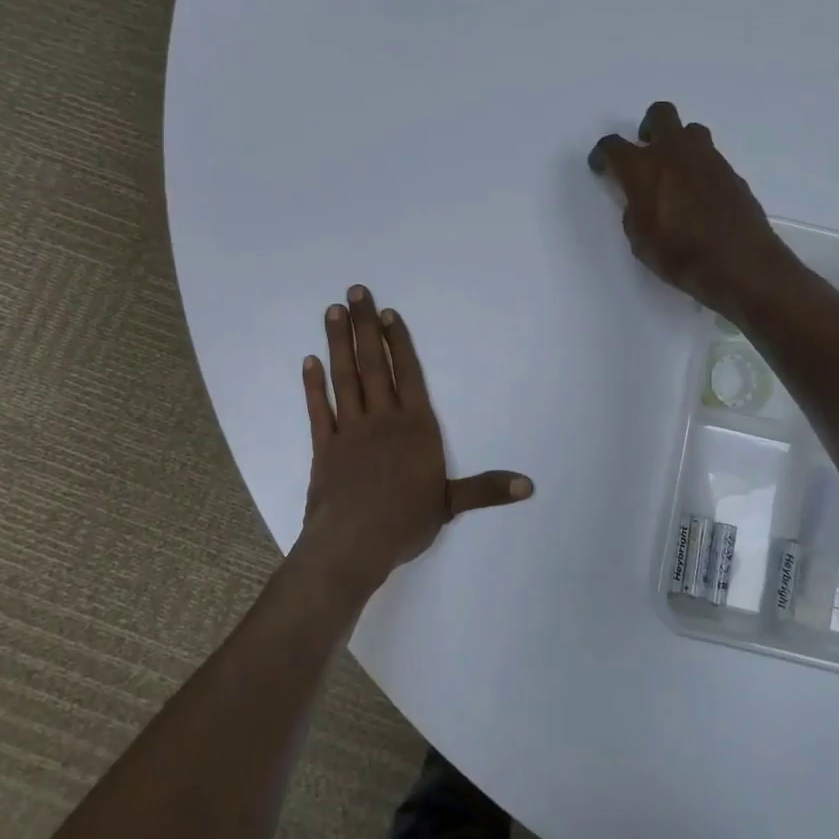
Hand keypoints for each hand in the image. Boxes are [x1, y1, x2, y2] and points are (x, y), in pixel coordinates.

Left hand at [295, 286, 531, 595]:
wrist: (352, 546)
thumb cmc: (405, 523)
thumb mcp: (451, 504)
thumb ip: (487, 489)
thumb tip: (529, 486)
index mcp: (415, 428)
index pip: (407, 374)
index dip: (397, 342)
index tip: (386, 314)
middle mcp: (382, 419)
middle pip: (373, 364)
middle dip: (364, 327)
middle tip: (354, 292)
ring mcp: (349, 430)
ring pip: (345, 378)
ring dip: (338, 343)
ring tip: (332, 312)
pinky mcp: (324, 447)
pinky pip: (318, 409)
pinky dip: (313, 385)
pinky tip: (309, 361)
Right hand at [589, 102, 795, 320]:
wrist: (738, 262)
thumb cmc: (679, 255)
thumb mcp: (640, 241)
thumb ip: (634, 212)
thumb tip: (640, 201)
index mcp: (643, 168)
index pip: (613, 146)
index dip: (603, 155)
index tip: (601, 167)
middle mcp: (675, 153)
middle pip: (660, 115)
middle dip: (648, 127)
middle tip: (645, 152)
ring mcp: (707, 159)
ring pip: (690, 131)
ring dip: (678, 143)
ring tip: (675, 172)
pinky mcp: (731, 172)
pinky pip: (710, 157)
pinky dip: (699, 168)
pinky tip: (699, 195)